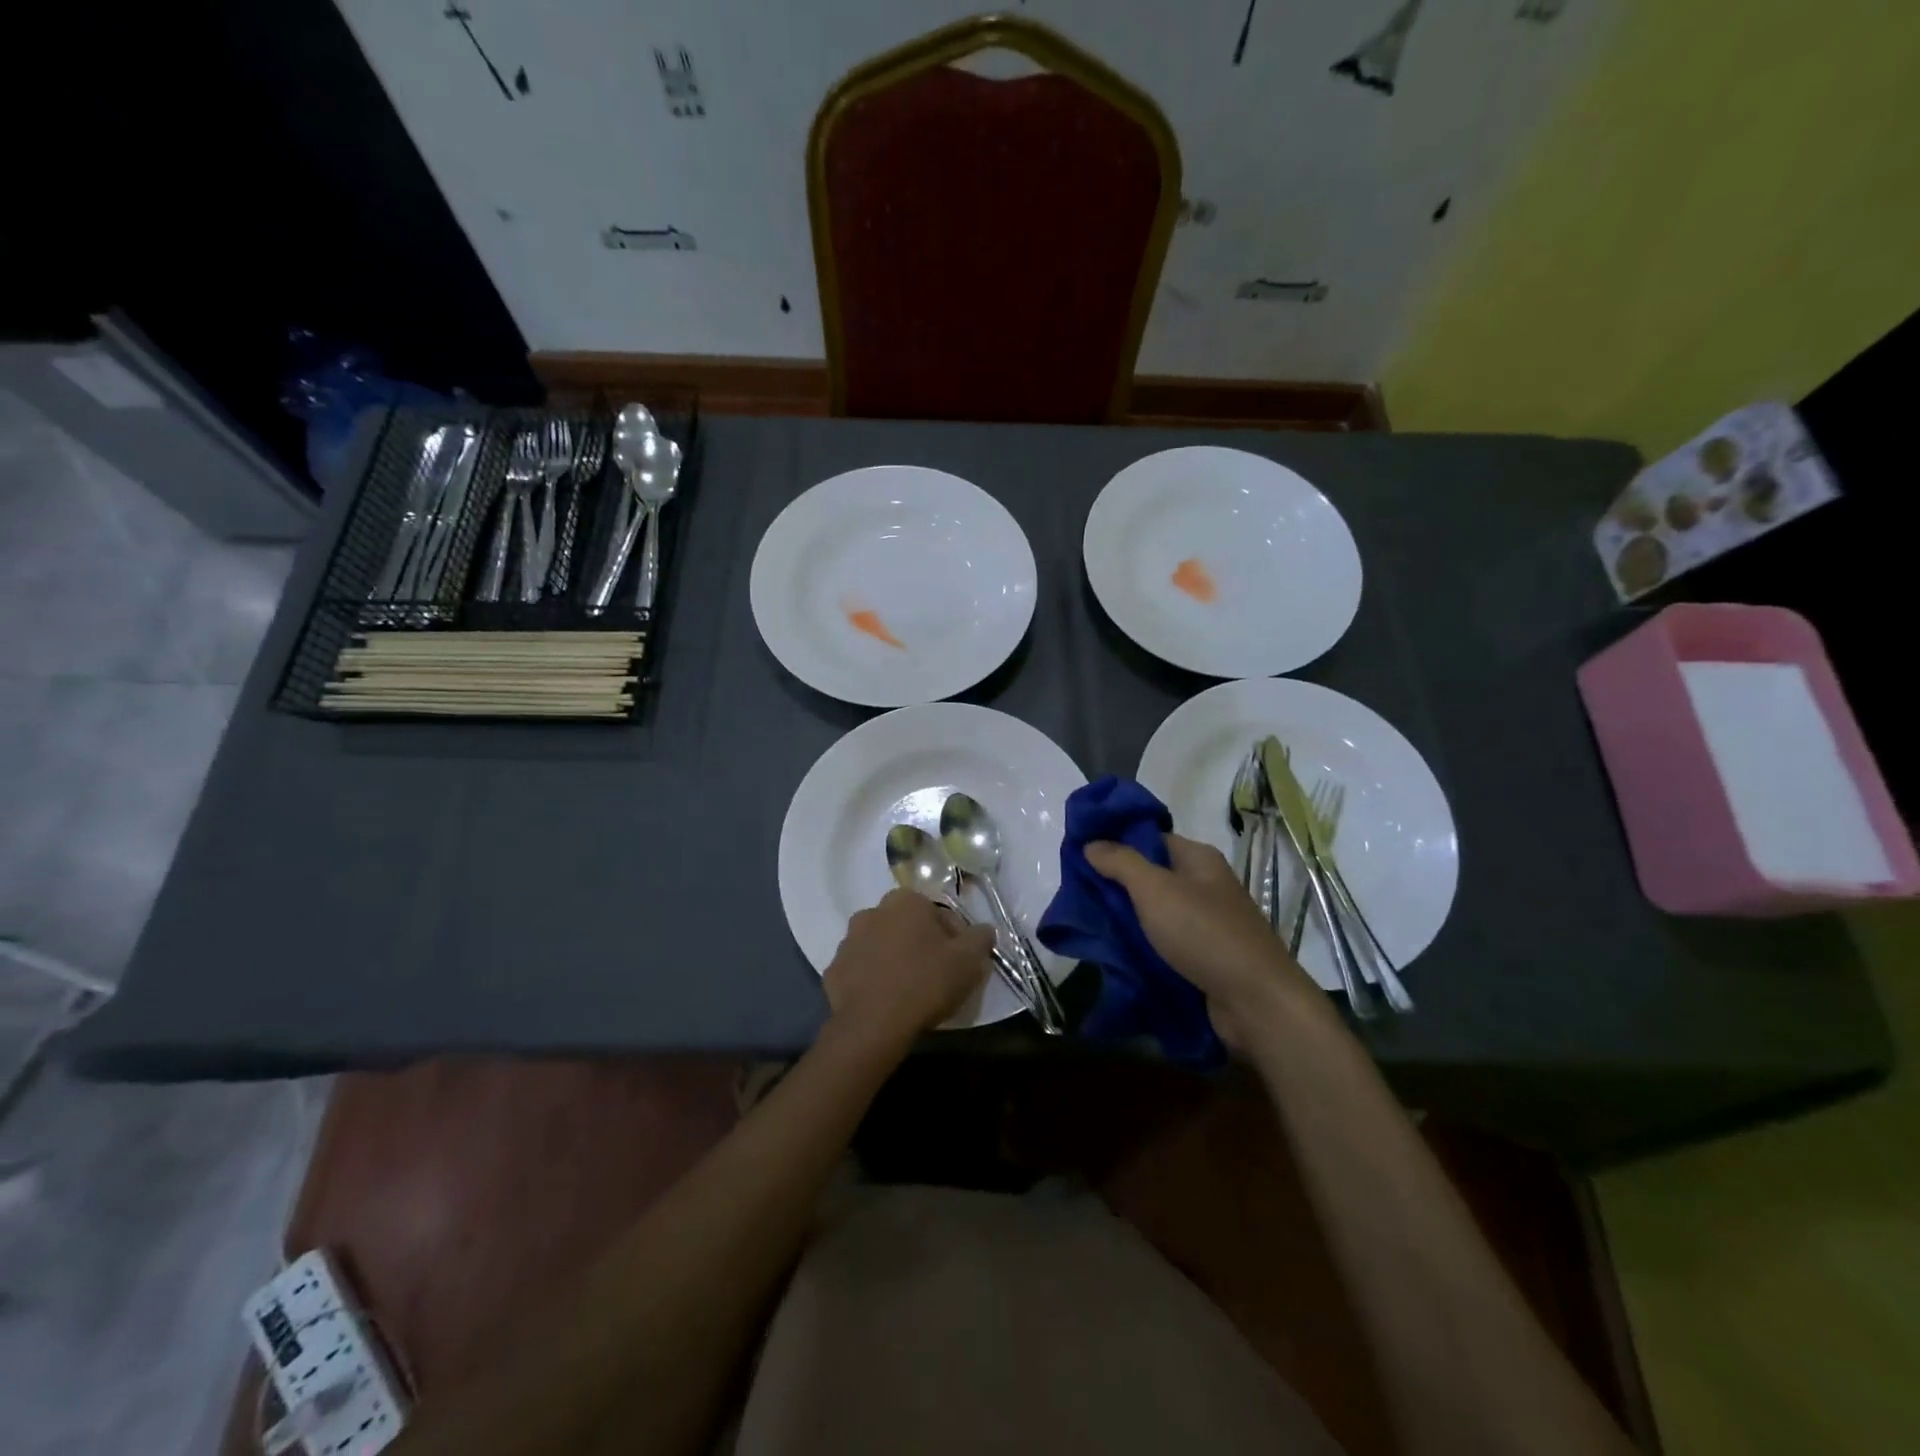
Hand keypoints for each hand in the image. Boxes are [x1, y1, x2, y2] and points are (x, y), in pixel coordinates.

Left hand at [822, 889, 996, 1054]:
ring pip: (880, 945)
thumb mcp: (968, 960)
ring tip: (907, 989)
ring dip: (892, 959)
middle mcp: (872, 911)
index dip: (953, 937)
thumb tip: (984, 930)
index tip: (958, 962)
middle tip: (934, 974)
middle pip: (906, 926)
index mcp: (905, 901)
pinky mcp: (833, 970)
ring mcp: (847, 941)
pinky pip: (860, 970)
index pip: (937, 913)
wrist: (874, 1024)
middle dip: (919, 944)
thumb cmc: (925, 982)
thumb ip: (981, 938)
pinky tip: (884, 1000)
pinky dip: (871, 979)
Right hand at [1085, 834, 1318, 1045]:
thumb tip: (1092, 843)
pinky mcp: (1204, 958)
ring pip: (1155, 914)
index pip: (1150, 839)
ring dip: (1126, 920)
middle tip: (1077, 894)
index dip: (1116, 843)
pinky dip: (1142, 947)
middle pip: (1151, 877)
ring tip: (1088, 925)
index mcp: (1198, 860)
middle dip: (1115, 886)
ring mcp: (1206, 924)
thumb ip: (1121, 863)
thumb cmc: (1204, 933)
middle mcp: (1204, 886)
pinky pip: (1164, 944)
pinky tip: (1114, 954)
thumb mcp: (1155, 889)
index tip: (1080, 855)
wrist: (1255, 1002)